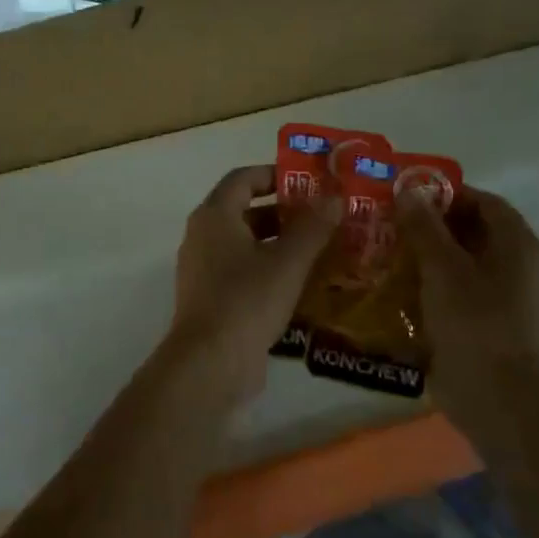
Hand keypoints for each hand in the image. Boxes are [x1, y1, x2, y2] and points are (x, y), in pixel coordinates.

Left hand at [166, 165, 339, 398]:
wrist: (210, 363)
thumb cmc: (247, 300)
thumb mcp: (288, 261)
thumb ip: (313, 227)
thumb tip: (335, 197)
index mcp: (214, 216)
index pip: (243, 178)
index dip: (276, 174)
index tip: (310, 182)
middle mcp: (203, 236)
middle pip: (245, 211)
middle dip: (285, 212)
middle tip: (325, 216)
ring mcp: (205, 270)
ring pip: (247, 244)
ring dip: (281, 243)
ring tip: (323, 248)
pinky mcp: (213, 299)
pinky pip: (244, 272)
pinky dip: (271, 270)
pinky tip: (304, 284)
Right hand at [396, 186, 538, 429]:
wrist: (497, 398)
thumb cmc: (474, 323)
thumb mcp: (443, 268)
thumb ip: (424, 227)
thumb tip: (408, 191)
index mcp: (517, 244)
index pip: (483, 201)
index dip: (446, 194)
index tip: (406, 199)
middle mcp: (517, 265)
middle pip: (472, 231)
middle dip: (430, 226)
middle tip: (388, 225)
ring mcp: (504, 297)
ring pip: (461, 263)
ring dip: (426, 257)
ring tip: (385, 254)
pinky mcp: (487, 324)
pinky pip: (457, 292)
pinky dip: (430, 286)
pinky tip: (397, 290)